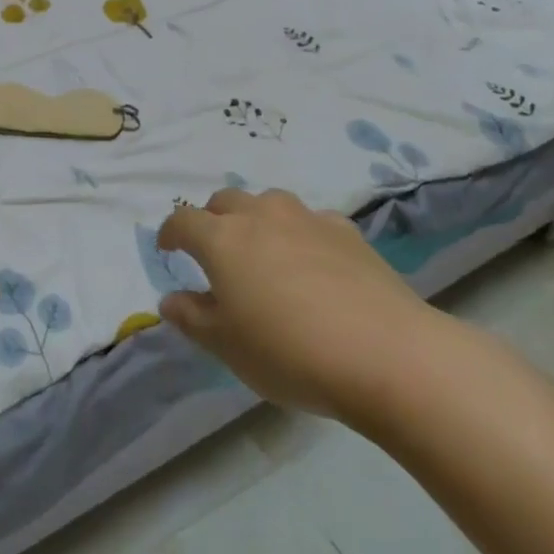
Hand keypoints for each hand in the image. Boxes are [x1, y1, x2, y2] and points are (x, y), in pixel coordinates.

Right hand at [157, 187, 441, 427]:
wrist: (386, 353)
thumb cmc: (289, 351)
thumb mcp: (227, 346)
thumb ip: (192, 318)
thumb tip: (170, 299)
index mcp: (222, 239)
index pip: (182, 221)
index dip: (170, 233)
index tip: (167, 249)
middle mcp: (260, 215)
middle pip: (224, 201)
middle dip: (212, 220)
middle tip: (215, 252)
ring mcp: (306, 218)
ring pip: (268, 203)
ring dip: (256, 219)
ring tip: (263, 252)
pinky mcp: (346, 231)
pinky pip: (310, 222)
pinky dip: (300, 234)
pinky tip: (313, 263)